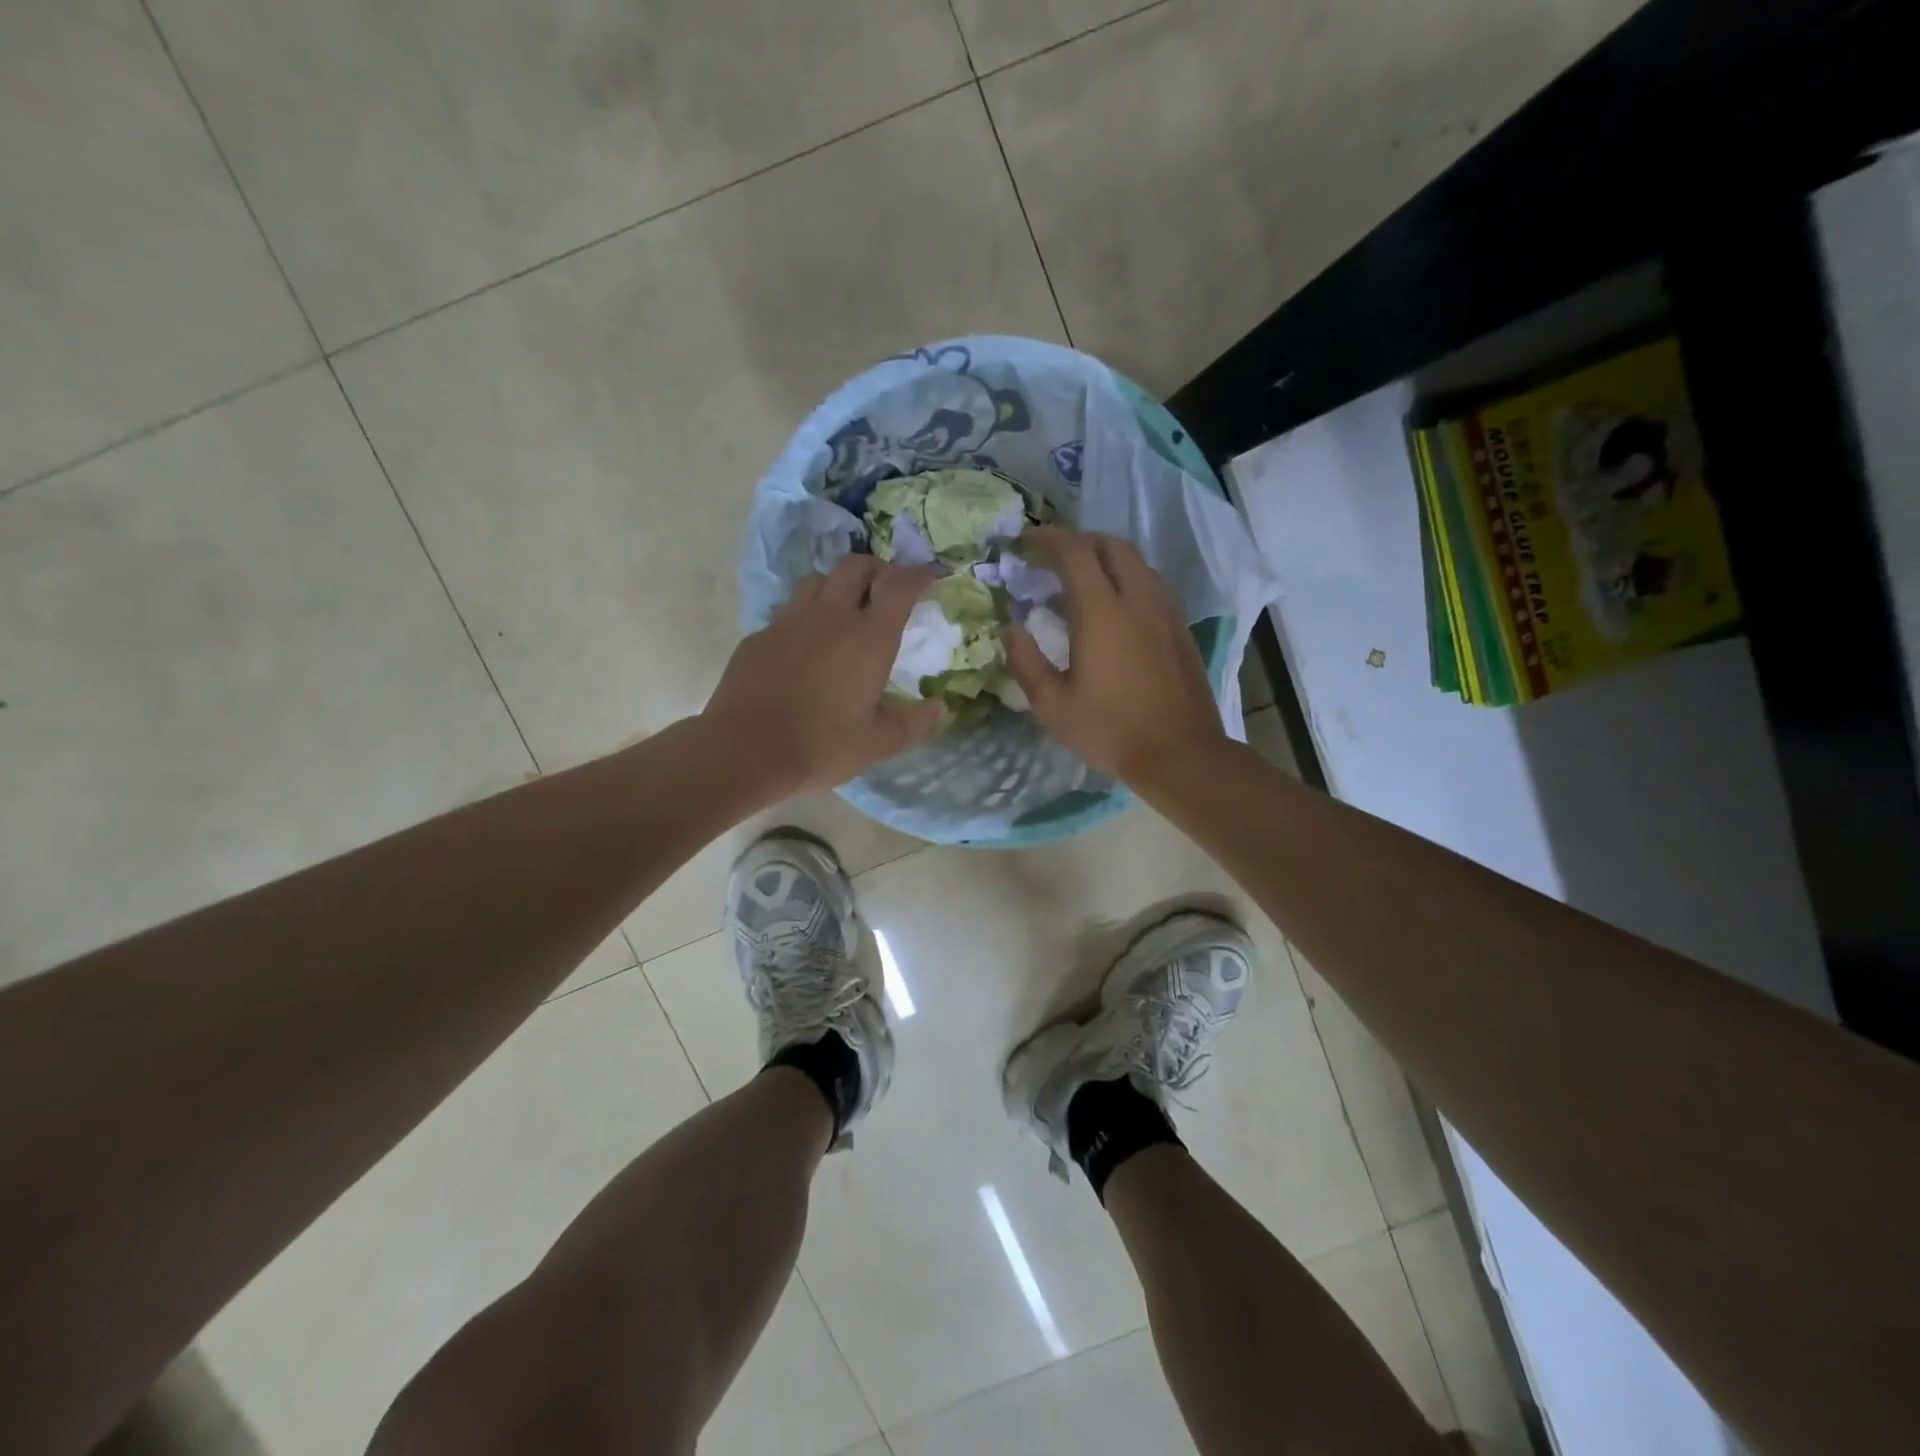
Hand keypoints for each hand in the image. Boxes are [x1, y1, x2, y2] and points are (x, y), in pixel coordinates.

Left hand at [703, 555, 942, 797]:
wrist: (744, 752)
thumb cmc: (820, 747)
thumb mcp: (878, 743)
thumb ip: (914, 723)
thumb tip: (940, 707)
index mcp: (868, 638)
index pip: (899, 585)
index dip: (918, 574)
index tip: (929, 575)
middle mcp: (830, 616)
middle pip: (856, 566)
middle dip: (877, 569)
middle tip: (886, 590)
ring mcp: (789, 622)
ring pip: (817, 580)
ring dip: (838, 586)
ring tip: (844, 610)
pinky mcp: (759, 636)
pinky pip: (788, 611)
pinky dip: (805, 617)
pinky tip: (804, 645)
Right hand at [1006, 527, 1227, 782]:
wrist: (1181, 754)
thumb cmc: (1110, 731)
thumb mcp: (1052, 705)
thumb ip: (1026, 661)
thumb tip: (1013, 628)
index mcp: (1102, 612)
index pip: (1075, 551)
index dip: (1048, 538)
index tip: (1026, 542)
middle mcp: (1138, 599)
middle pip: (1112, 545)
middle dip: (1079, 541)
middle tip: (1053, 558)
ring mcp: (1166, 611)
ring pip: (1137, 562)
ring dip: (1107, 559)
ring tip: (1083, 580)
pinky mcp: (1181, 628)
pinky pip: (1152, 584)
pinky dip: (1127, 579)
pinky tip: (1115, 609)